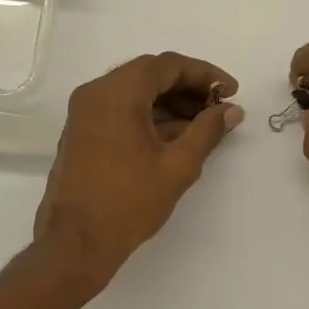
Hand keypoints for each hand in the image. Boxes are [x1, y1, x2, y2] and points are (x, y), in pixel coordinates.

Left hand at [35, 52, 242, 287]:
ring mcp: (84, 114)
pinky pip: (120, 111)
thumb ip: (207, 131)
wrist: (77, 243)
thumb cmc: (129, 202)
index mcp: (116, 93)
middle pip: (149, 75)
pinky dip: (149, 117)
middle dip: (188, 88)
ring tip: (203, 126)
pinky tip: (176, 138)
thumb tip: (231, 110)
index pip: (167, 65)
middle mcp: (95, 94)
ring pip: (134, 93)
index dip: (204, 74)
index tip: (231, 91)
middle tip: (219, 108)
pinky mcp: (82, 134)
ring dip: (170, 104)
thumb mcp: (178, 166)